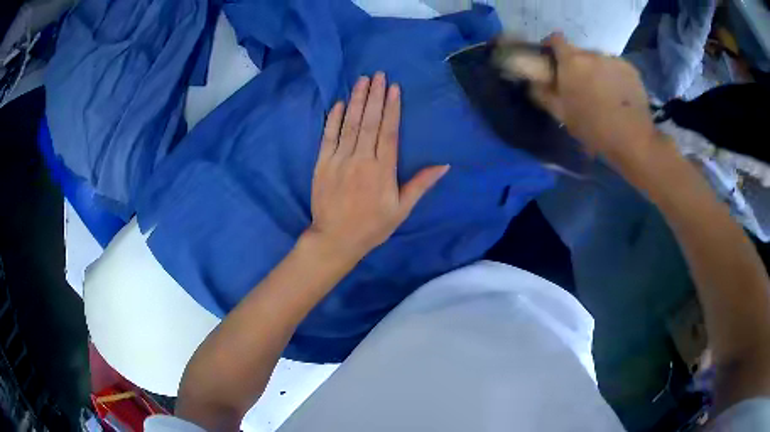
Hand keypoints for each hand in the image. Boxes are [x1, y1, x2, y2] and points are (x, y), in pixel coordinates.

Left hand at [306, 73, 448, 259]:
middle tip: (379, 75)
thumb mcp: (402, 209)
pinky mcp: (322, 164)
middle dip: (375, 96)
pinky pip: (328, 137)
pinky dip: (333, 119)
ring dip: (357, 100)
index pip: (389, 132)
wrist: (335, 239)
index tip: (394, 88)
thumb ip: (421, 184)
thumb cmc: (372, 226)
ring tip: (362, 80)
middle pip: (369, 122)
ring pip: (349, 125)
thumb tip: (444, 165)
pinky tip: (340, 103)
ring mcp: (339, 160)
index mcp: (382, 170)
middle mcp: (361, 160)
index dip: (392, 108)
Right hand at [527, 34, 665, 173]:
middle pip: (579, 52)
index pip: (556, 39)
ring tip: (603, 93)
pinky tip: (618, 95)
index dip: (551, 46)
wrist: (633, 139)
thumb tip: (534, 82)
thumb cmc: (593, 128)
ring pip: (599, 60)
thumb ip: (543, 93)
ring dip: (597, 70)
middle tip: (580, 85)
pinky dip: (614, 76)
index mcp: (571, 61)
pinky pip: (616, 67)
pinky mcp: (631, 69)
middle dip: (576, 64)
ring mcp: (613, 60)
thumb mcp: (562, 114)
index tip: (553, 60)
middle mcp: (592, 54)